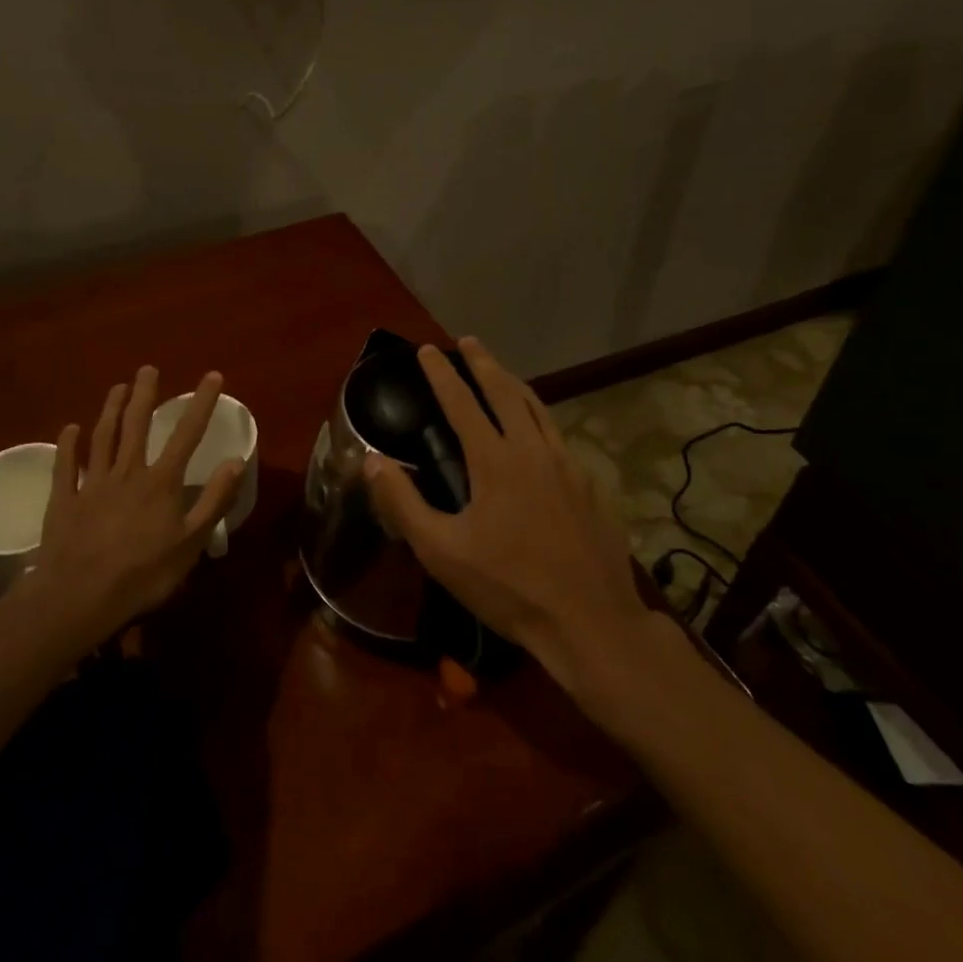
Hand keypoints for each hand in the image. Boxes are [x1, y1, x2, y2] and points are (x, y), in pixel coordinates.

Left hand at [21, 366, 244, 651]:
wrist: (78, 598)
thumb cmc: (143, 575)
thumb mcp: (191, 543)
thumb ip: (214, 500)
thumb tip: (236, 460)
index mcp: (160, 482)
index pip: (187, 434)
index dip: (201, 403)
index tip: (212, 375)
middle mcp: (127, 473)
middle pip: (137, 425)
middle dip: (145, 394)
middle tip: (147, 368)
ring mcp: (92, 484)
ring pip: (102, 437)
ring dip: (110, 410)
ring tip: (117, 386)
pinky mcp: (64, 501)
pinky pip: (66, 466)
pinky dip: (68, 445)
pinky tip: (69, 428)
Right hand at [365, 338, 651, 693]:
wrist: (590, 623)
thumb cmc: (509, 587)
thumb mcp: (442, 552)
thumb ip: (404, 502)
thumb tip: (372, 459)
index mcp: (495, 460)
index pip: (462, 402)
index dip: (442, 373)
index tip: (427, 349)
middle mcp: (532, 450)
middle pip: (505, 391)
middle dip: (484, 362)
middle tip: (468, 341)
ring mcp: (568, 465)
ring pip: (539, 409)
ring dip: (515, 384)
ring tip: (501, 372)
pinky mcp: (591, 485)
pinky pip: (560, 437)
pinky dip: (541, 420)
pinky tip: (539, 433)